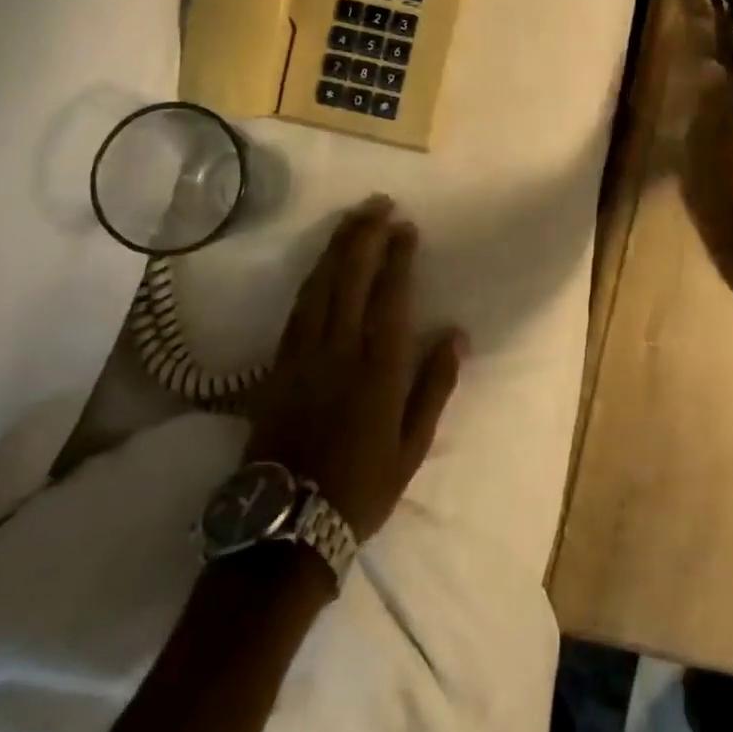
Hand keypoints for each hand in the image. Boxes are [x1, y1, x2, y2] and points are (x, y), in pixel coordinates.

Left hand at [245, 196, 464, 540]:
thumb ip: (434, 386)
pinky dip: (312, 276)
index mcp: (377, 368)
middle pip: (349, 277)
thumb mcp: (411, 446)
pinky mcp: (276, 365)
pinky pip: (296, 307)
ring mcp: (301, 355)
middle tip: (378, 203)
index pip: (389, 295)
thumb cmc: (360, 488)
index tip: (406, 226)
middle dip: (364, 235)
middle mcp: (337, 350)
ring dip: (336, 247)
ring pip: (318, 285)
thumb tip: (456, 335)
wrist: (285, 527)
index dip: (397, 256)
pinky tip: (320, 263)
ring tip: (352, 218)